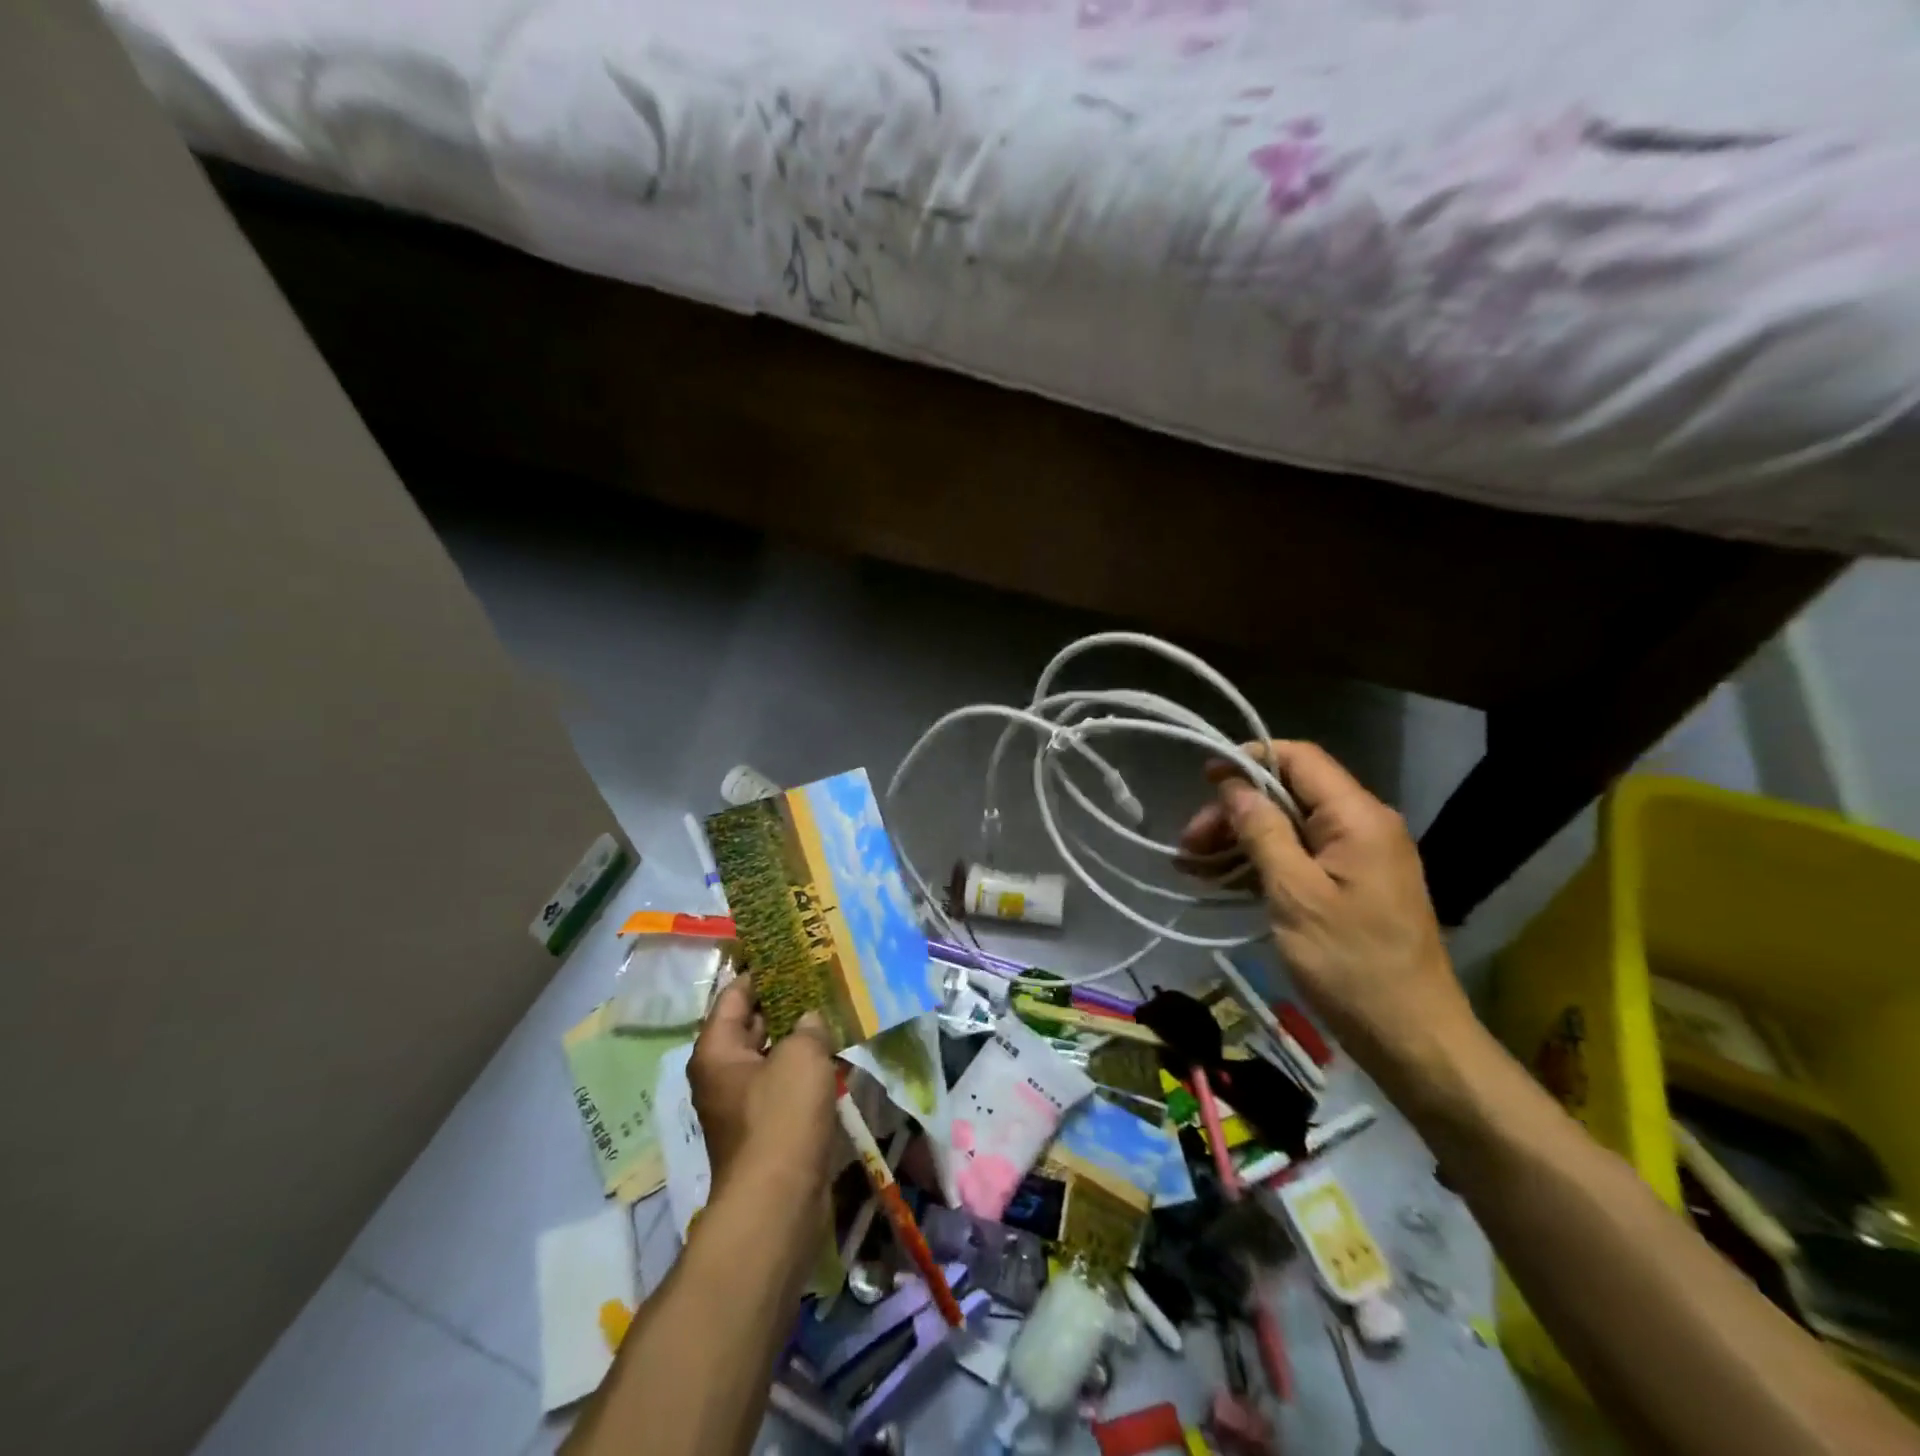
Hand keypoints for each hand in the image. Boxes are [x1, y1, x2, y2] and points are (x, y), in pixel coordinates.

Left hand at [688, 978, 837, 1197]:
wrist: (778, 1204)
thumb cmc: (781, 1117)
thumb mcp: (801, 1057)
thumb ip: (809, 1026)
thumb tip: (810, 1020)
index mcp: (717, 1050)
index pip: (736, 994)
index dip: (762, 969)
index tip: (790, 950)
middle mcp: (724, 1073)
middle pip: (754, 1023)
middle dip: (787, 1000)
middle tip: (821, 974)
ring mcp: (746, 1102)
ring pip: (775, 1054)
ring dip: (802, 1035)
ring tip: (836, 1006)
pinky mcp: (769, 1127)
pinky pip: (788, 1083)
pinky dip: (809, 1067)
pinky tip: (839, 1052)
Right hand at [1179, 740, 1474, 1082]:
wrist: (1412, 1039)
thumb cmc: (1351, 965)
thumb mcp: (1295, 894)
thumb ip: (1263, 832)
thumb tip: (1234, 785)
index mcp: (1358, 818)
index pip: (1300, 758)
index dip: (1249, 760)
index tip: (1203, 780)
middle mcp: (1363, 826)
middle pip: (1289, 794)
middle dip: (1236, 810)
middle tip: (1189, 844)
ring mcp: (1359, 857)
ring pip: (1290, 826)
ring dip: (1241, 839)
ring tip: (1193, 866)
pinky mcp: (1352, 886)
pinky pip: (1300, 857)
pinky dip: (1261, 863)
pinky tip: (1221, 881)